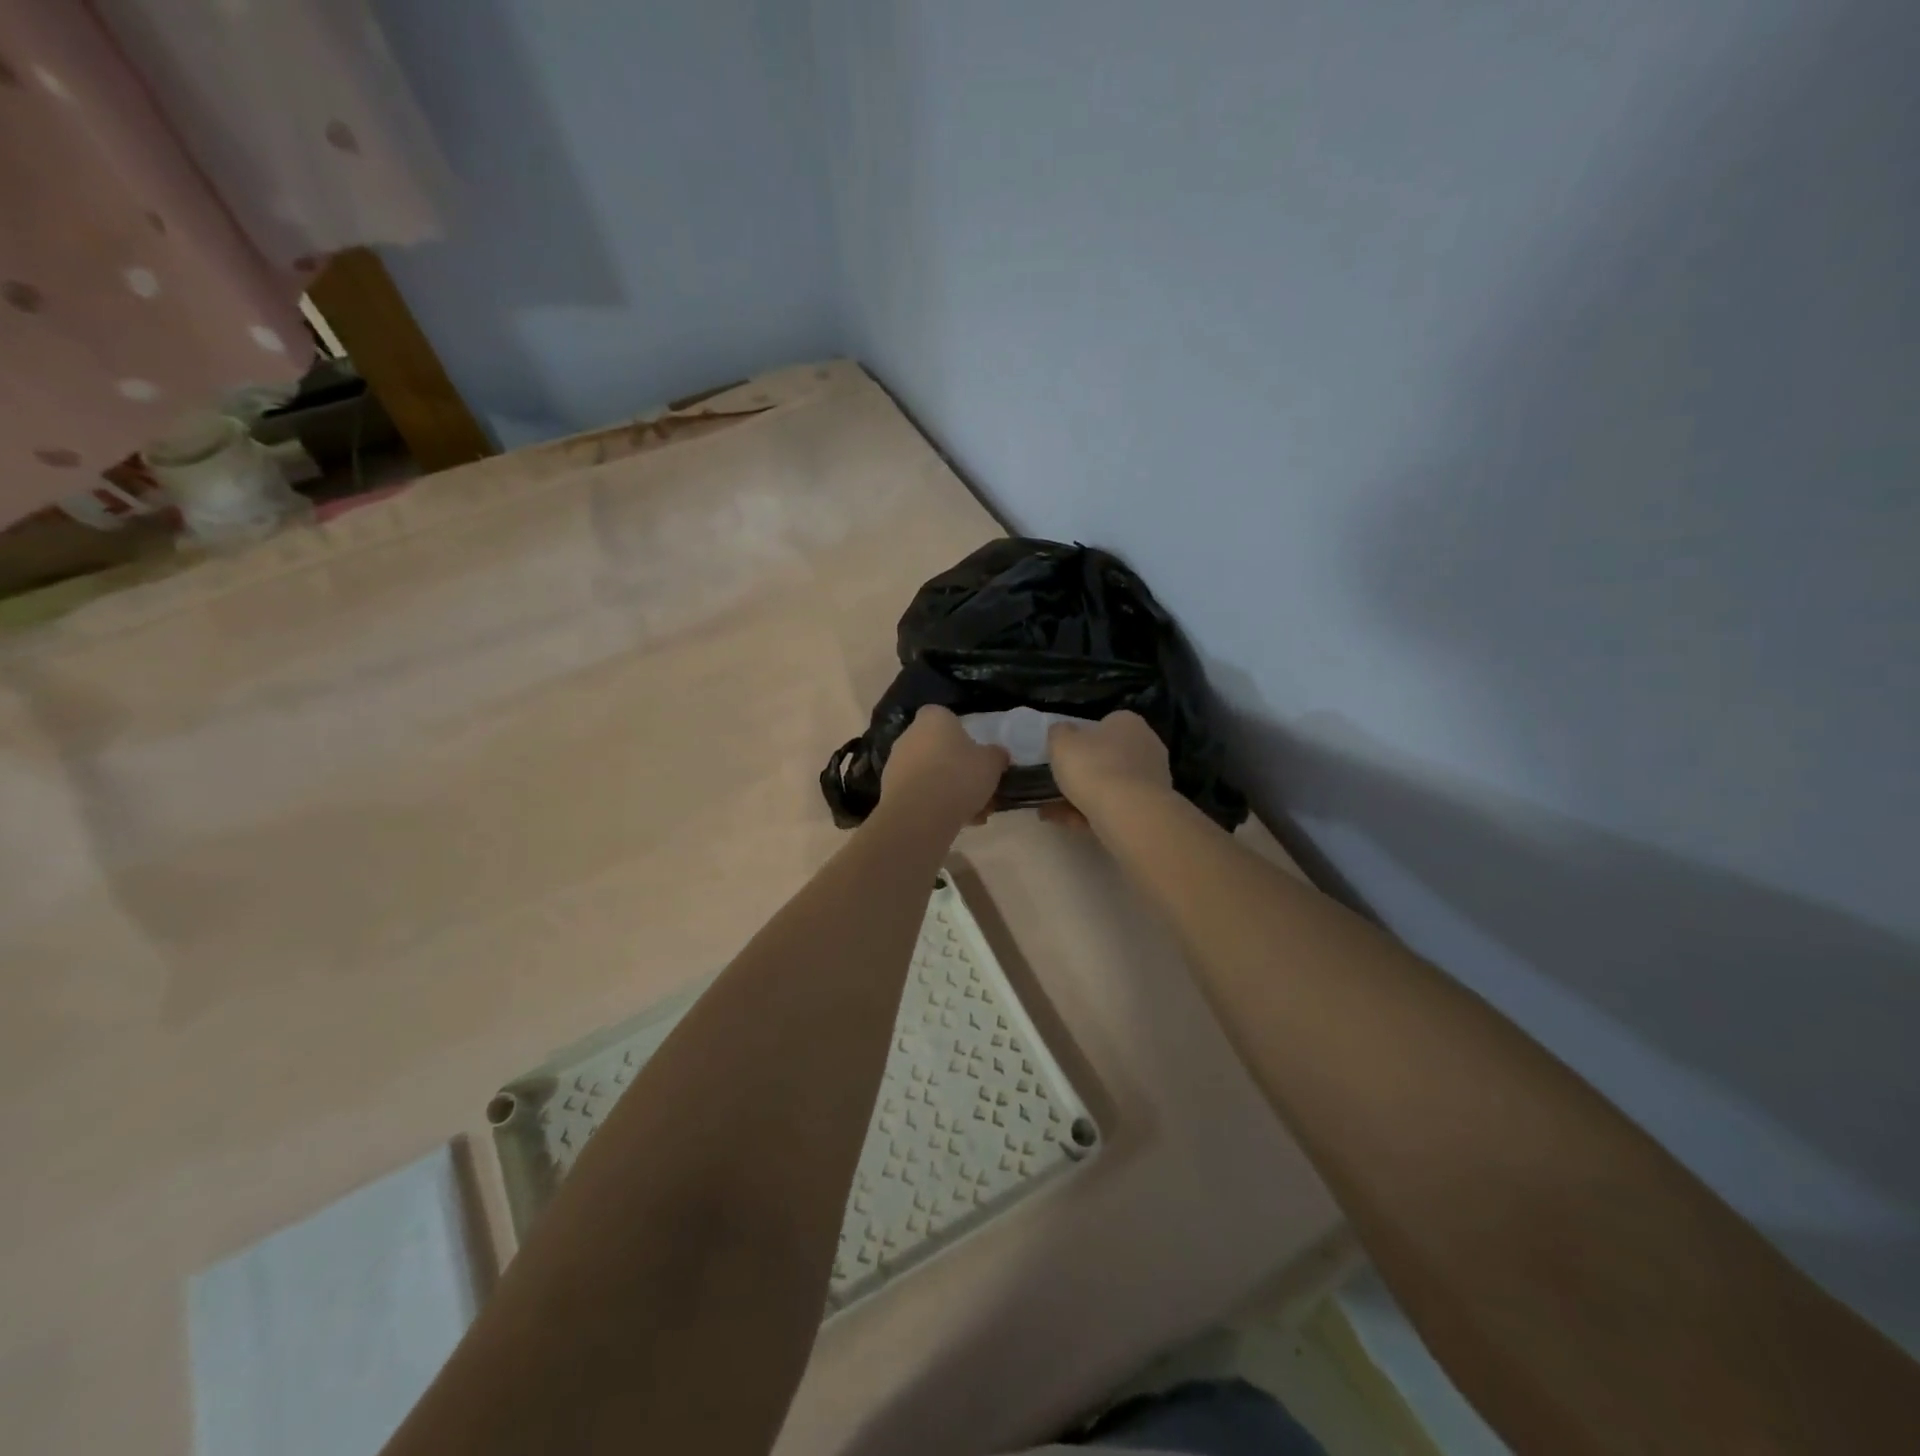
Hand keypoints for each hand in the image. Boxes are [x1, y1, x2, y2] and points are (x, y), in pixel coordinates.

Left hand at [880, 705, 1009, 826]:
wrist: (919, 814)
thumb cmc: (959, 776)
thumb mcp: (992, 763)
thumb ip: (996, 755)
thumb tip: (997, 755)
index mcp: (933, 718)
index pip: (947, 718)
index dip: (963, 736)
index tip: (977, 756)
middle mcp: (909, 736)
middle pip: (939, 749)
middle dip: (959, 770)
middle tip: (980, 790)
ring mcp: (897, 764)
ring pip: (931, 775)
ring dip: (951, 792)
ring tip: (975, 814)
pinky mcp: (890, 791)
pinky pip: (920, 795)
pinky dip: (937, 806)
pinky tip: (958, 823)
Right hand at [1044, 711, 1172, 826]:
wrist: (1130, 814)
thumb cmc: (1094, 768)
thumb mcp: (1061, 743)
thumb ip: (1059, 733)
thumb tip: (1062, 731)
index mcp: (1128, 723)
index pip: (1106, 724)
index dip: (1083, 738)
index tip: (1065, 754)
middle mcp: (1146, 746)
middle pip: (1110, 756)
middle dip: (1085, 770)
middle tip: (1058, 782)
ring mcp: (1151, 779)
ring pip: (1110, 785)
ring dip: (1082, 796)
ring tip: (1049, 809)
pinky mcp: (1150, 808)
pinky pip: (1114, 807)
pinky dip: (1089, 813)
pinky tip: (1063, 822)